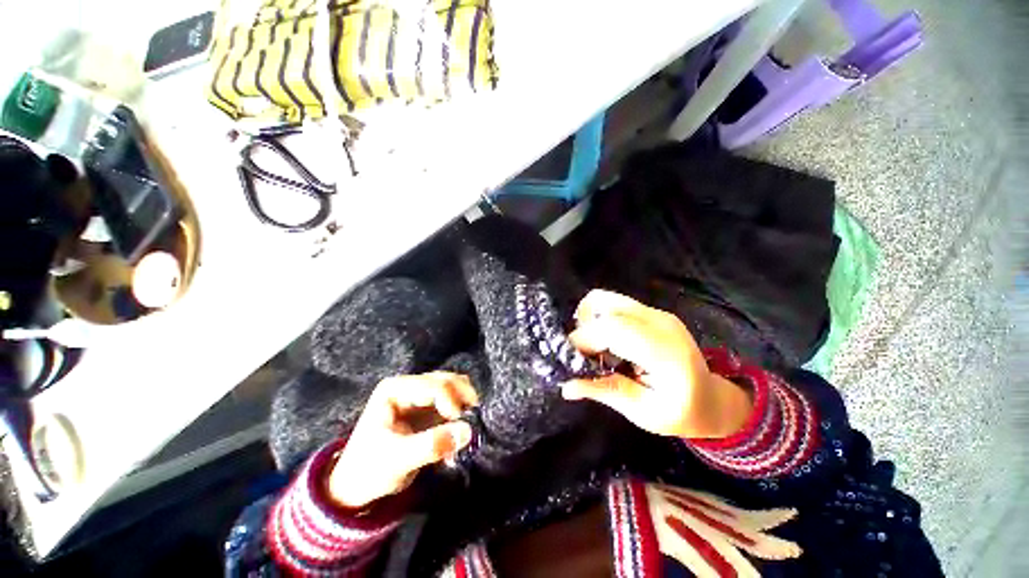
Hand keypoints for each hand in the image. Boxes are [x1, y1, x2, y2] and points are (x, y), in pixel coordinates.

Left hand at [327, 372, 478, 508]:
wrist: (357, 486)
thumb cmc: (369, 470)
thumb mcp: (397, 460)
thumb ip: (431, 445)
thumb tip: (467, 431)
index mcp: (395, 389)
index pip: (434, 385)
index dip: (451, 400)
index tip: (460, 422)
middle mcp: (410, 386)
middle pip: (447, 380)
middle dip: (462, 398)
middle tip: (473, 419)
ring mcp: (420, 396)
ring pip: (453, 388)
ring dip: (464, 405)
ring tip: (465, 428)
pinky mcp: (429, 409)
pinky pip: (453, 402)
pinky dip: (461, 414)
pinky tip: (457, 435)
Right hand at [561, 290, 751, 438]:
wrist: (712, 398)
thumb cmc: (683, 413)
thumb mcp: (644, 413)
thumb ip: (606, 393)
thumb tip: (566, 386)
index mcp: (665, 352)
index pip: (614, 329)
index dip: (585, 338)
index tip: (570, 358)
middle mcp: (660, 323)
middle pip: (605, 307)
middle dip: (583, 329)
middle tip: (581, 355)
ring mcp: (657, 313)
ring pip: (606, 299)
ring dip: (589, 319)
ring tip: (591, 346)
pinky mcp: (651, 311)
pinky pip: (613, 304)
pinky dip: (599, 317)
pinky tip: (603, 340)